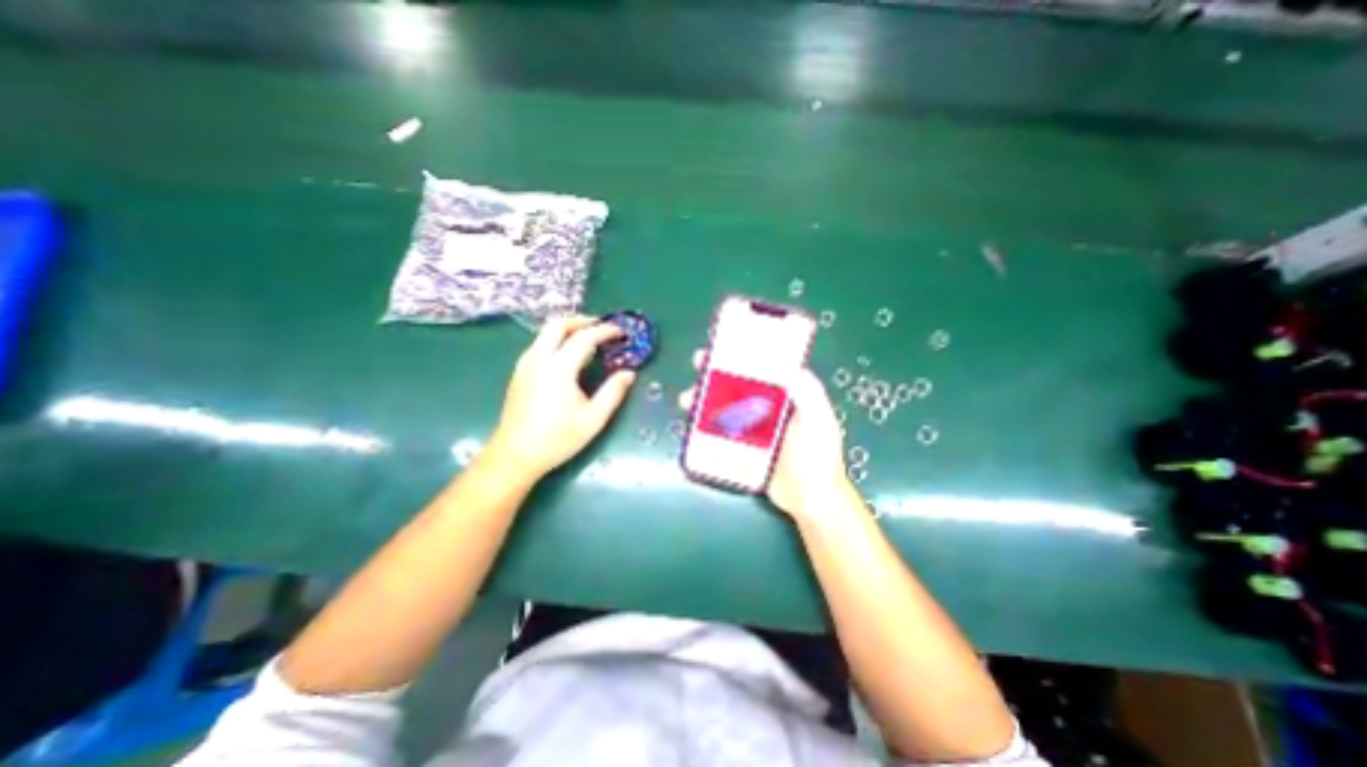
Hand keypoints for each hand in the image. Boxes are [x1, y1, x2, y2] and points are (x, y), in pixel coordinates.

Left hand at [485, 314, 636, 478]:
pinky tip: (567, 355)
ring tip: (587, 338)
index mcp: (559, 368)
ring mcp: (525, 365)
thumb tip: (629, 373)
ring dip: (567, 329)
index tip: (621, 332)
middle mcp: (539, 359)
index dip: (604, 331)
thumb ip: (613, 392)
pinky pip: (539, 344)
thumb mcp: (593, 419)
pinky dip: (556, 339)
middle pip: (558, 325)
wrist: (514, 455)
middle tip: (600, 326)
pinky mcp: (519, 373)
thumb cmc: (557, 438)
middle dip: (581, 321)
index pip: (584, 337)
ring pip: (545, 333)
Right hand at [683, 350, 852, 518]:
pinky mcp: (742, 446)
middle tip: (697, 367)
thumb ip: (808, 391)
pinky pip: (721, 430)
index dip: (742, 355)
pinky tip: (692, 424)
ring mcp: (753, 427)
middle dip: (716, 374)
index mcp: (787, 394)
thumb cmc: (817, 456)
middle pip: (738, 384)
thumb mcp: (818, 419)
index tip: (724, 346)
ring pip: (725, 406)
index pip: (762, 367)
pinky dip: (705, 424)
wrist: (809, 498)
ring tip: (687, 399)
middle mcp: (768, 406)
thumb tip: (788, 364)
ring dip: (705, 399)